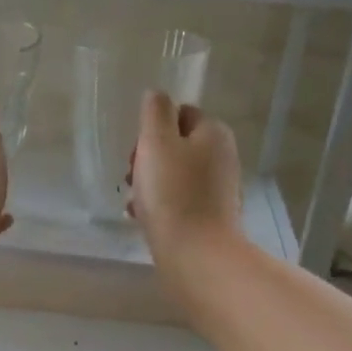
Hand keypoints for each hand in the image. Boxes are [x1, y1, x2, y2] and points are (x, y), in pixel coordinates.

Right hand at [128, 91, 241, 265]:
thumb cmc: (173, 194)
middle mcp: (221, 157)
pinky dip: (159, 205)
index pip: (180, 113)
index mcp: (213, 132)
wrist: (196, 255)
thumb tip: (156, 95)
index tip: (136, 151)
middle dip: (148, 158)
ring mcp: (217, 189)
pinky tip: (142, 219)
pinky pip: (178, 201)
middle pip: (176, 145)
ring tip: (132, 202)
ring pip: (174, 175)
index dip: (152, 128)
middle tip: (130, 176)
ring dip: (149, 184)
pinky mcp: (209, 217)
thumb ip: (155, 112)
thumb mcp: (157, 142)